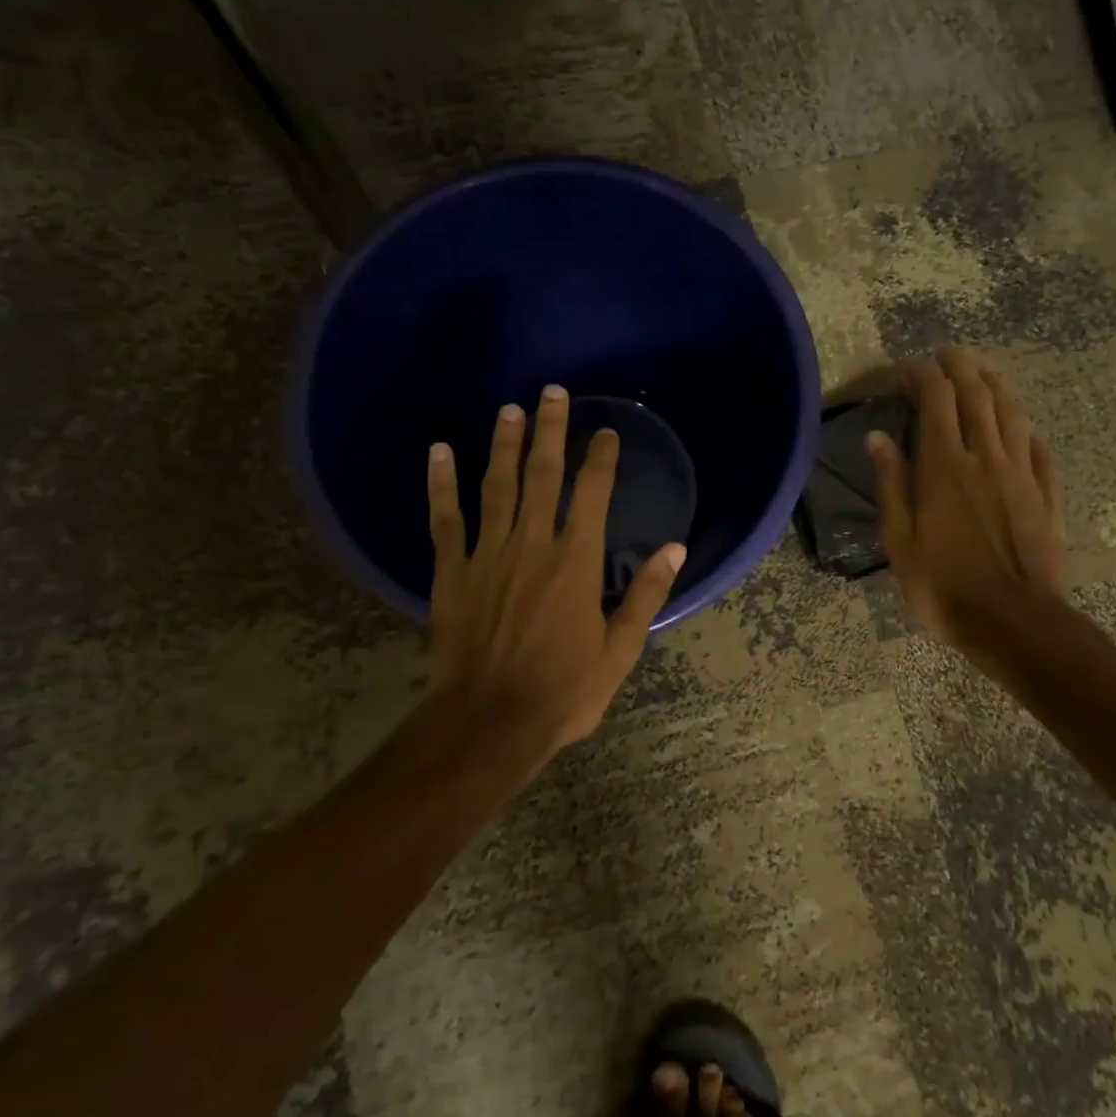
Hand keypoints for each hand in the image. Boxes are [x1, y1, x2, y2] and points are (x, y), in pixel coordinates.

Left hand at [426, 385, 685, 755]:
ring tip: (510, 410)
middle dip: (551, 431)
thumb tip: (675, 549)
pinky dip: (442, 483)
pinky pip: (446, 518)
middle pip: (543, 475)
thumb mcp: (619, 649)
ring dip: (504, 444)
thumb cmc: (563, 690)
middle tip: (553, 393)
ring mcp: (488, 554)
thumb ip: (646, 595)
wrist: (488, 723)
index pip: (594, 494)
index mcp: (577, 561)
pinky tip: (440, 451)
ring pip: (497, 486)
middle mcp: (534, 544)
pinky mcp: (453, 570)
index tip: (607, 433)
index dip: (602, 459)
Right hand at [867, 348, 1065, 646]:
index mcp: (945, 466)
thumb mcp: (900, 540)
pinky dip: (1027, 430)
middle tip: (947, 354)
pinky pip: (1040, 451)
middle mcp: (986, 458)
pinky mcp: (1046, 497)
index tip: (908, 366)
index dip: (923, 375)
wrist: (1014, 622)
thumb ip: (891, 484)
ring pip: (1012, 414)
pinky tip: (1023, 427)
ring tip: (984, 373)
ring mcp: (1022, 475)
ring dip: (997, 386)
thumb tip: (877, 436)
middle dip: (961, 367)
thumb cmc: (944, 585)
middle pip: (977, 396)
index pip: (936, 400)